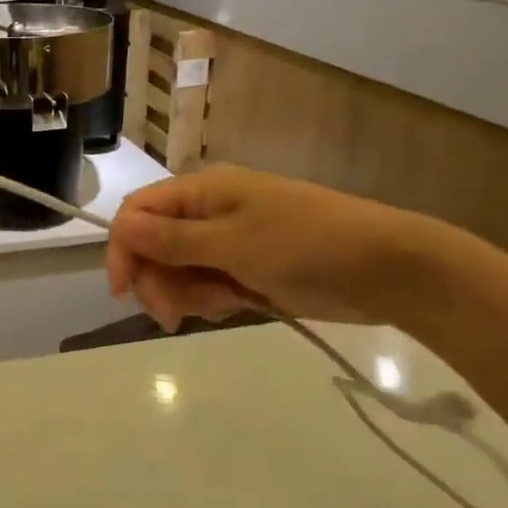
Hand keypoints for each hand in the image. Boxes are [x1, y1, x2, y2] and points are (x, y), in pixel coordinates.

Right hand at [105, 165, 424, 331]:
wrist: (387, 271)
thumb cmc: (307, 244)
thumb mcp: (234, 242)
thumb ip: (173, 239)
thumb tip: (120, 225)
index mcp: (203, 191)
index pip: (138, 212)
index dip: (123, 248)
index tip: (125, 291)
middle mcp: (208, 213)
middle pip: (153, 246)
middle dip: (157, 281)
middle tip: (175, 316)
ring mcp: (229, 243)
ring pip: (177, 271)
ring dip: (187, 294)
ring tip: (224, 305)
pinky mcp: (246, 270)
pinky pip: (206, 286)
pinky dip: (211, 301)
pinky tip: (237, 306)